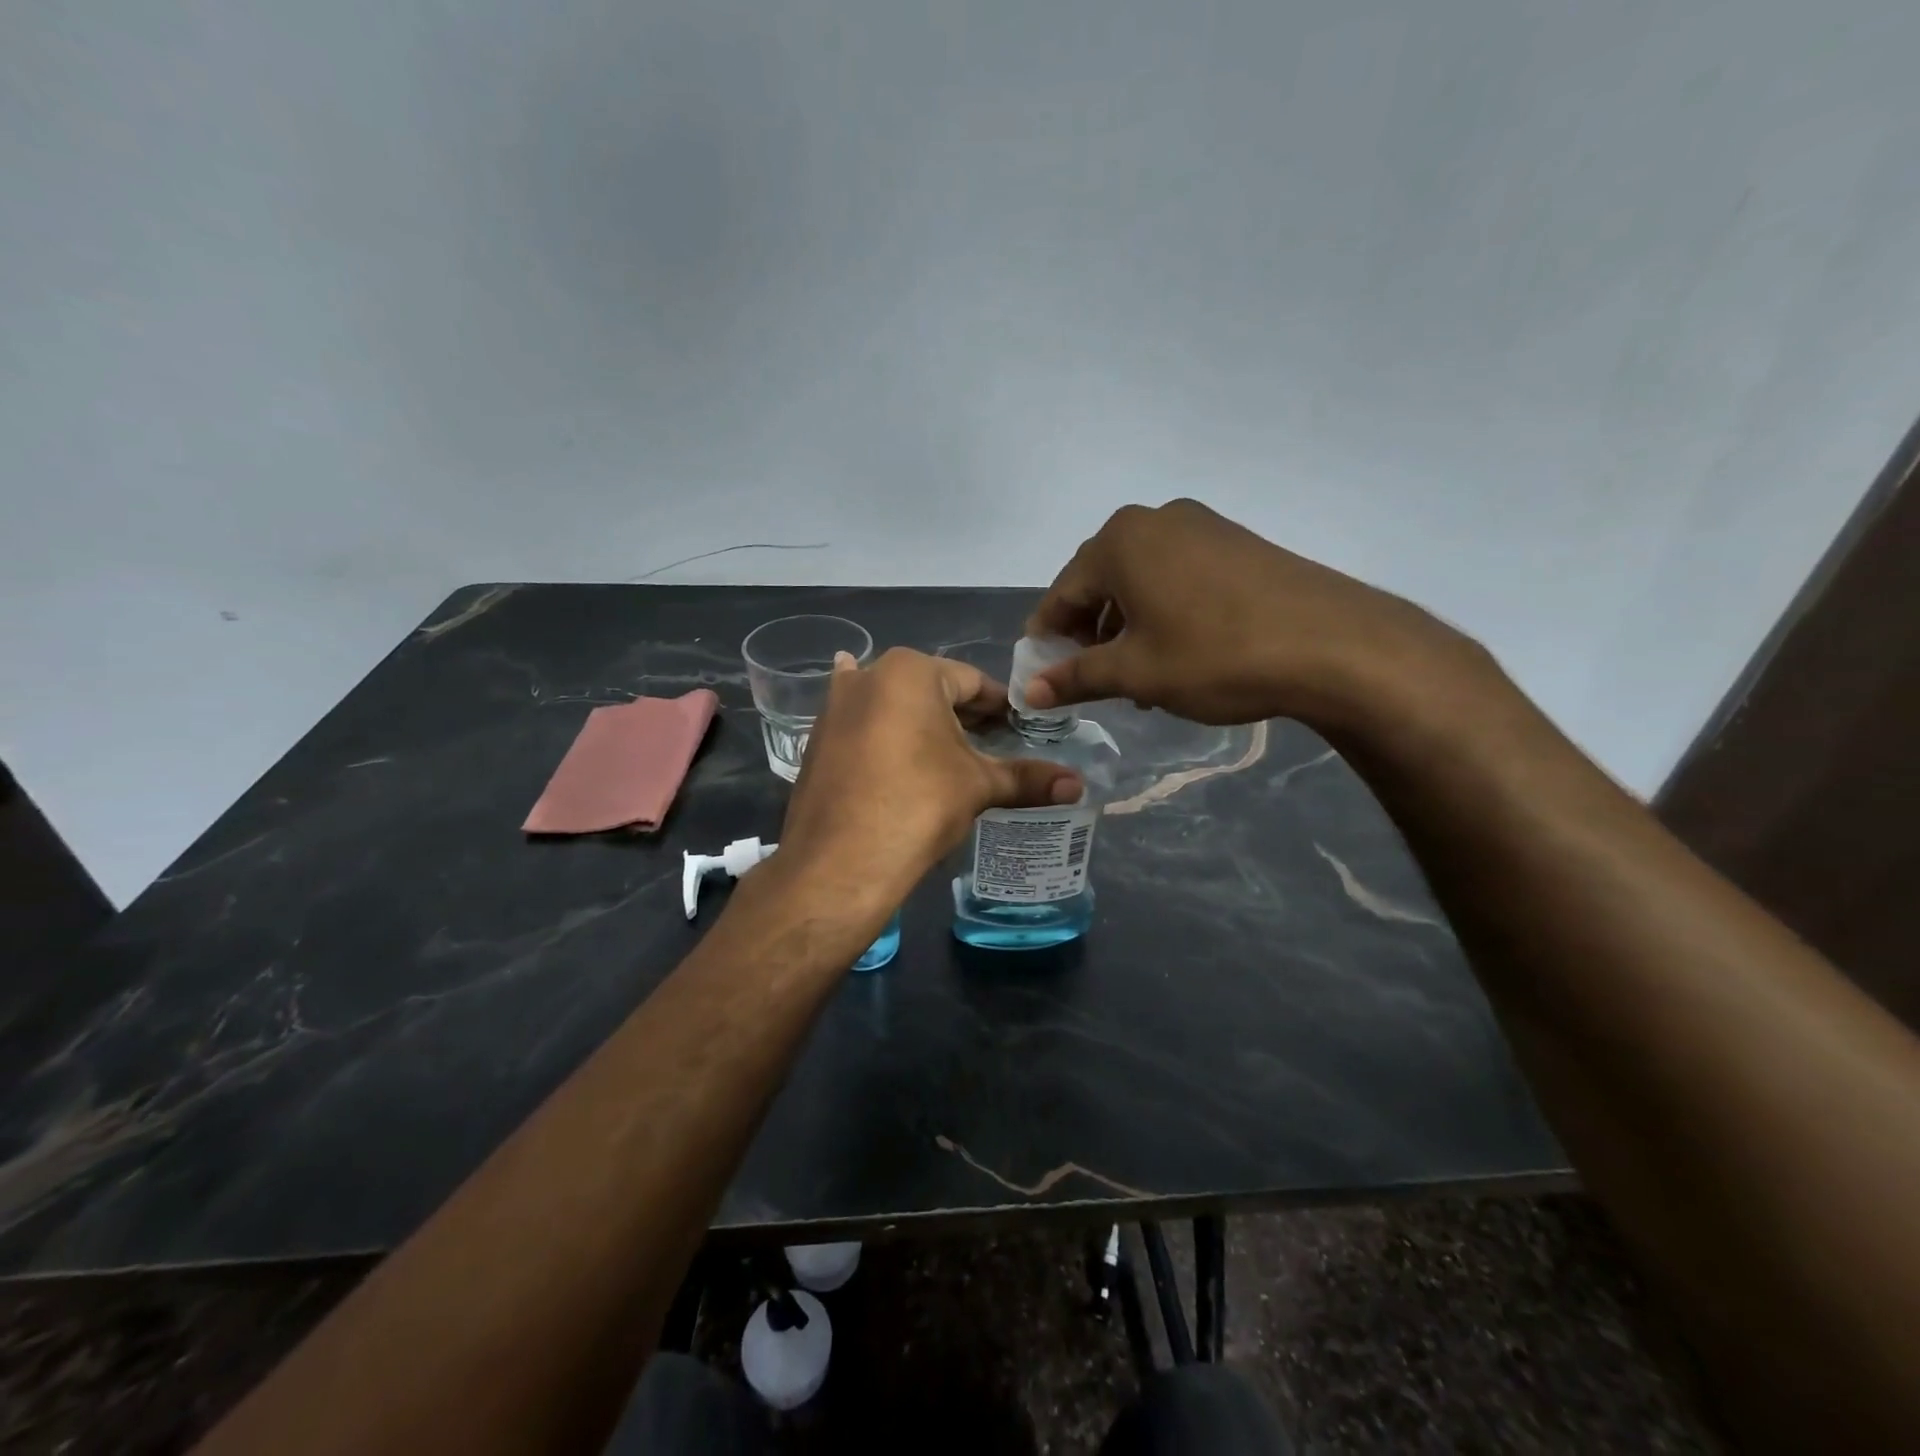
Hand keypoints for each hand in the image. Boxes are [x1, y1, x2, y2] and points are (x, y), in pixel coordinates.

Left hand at [775, 648, 1082, 908]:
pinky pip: (862, 726)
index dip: (1001, 707)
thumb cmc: (918, 805)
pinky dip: (880, 730)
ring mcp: (836, 706)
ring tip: (947, 750)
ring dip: (921, 722)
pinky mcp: (818, 739)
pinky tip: (882, 732)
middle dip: (962, 716)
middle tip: (992, 745)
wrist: (839, 861)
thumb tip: (1078, 785)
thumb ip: (1028, 779)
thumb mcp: (977, 786)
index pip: (973, 683)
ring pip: (893, 706)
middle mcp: (868, 675)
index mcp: (911, 671)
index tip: (1021, 729)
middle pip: (931, 691)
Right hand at [1023, 499, 1493, 732]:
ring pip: (1141, 580)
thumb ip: (1076, 677)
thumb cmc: (1215, 656)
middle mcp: (1154, 520)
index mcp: (1120, 542)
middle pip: (1100, 582)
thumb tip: (1030, 691)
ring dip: (1127, 625)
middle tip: (1092, 678)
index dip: (1048, 638)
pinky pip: (1178, 576)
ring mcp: (1201, 526)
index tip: (1043, 676)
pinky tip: (1178, 651)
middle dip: (1089, 632)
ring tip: (1137, 674)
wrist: (1333, 645)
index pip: (1062, 593)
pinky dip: (1163, 611)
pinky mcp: (1236, 542)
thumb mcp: (1136, 672)